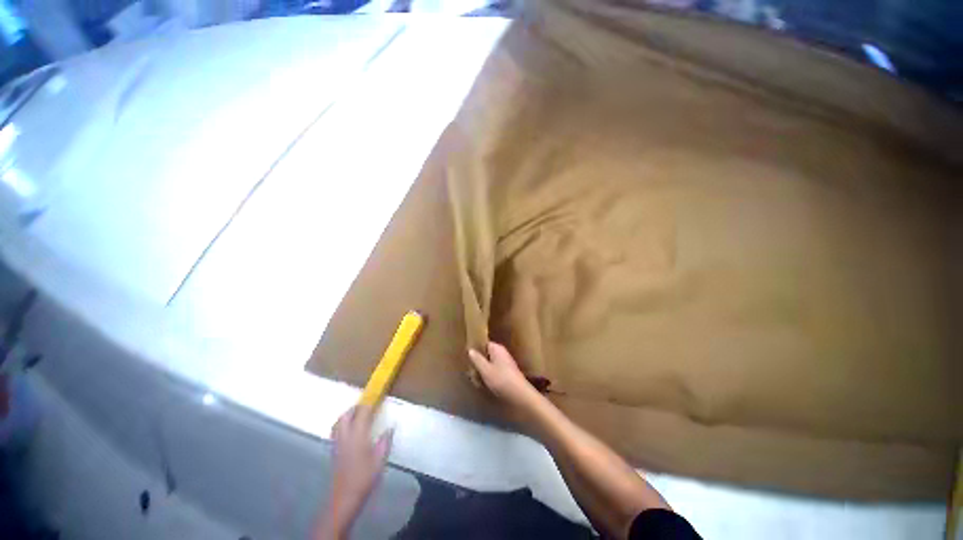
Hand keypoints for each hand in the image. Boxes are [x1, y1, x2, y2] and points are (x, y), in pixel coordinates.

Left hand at [317, 405, 392, 538]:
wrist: (345, 497)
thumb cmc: (365, 476)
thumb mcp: (380, 458)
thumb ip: (385, 441)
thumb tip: (391, 427)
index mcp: (358, 435)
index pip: (361, 413)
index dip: (368, 404)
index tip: (375, 397)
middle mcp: (345, 436)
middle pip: (345, 416)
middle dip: (354, 408)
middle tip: (366, 406)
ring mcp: (337, 444)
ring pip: (338, 423)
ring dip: (347, 416)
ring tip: (358, 416)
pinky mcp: (334, 451)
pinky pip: (336, 431)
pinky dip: (342, 425)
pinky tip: (352, 431)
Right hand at [468, 342, 540, 412]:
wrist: (520, 395)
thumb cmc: (501, 380)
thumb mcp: (485, 370)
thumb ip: (477, 359)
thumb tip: (470, 349)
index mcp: (497, 348)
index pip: (484, 343)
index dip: (475, 348)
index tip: (466, 354)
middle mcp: (502, 353)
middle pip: (486, 354)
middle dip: (478, 360)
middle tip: (468, 368)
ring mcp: (505, 363)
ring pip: (490, 363)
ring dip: (482, 369)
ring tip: (473, 377)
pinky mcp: (507, 373)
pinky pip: (494, 370)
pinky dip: (488, 375)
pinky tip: (482, 383)